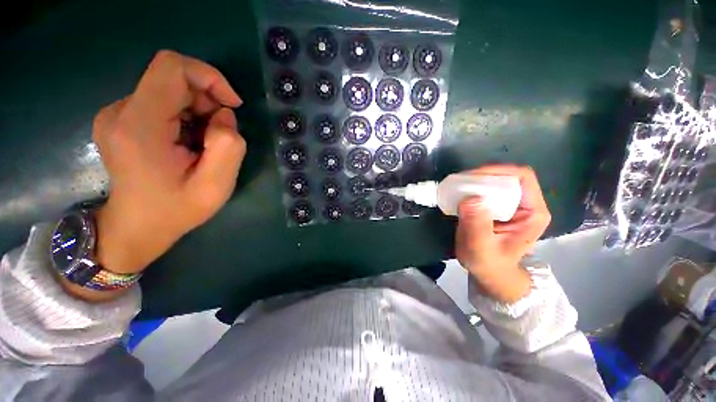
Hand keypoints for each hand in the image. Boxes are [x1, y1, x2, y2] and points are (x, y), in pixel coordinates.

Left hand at [92, 50, 245, 274]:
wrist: (135, 228)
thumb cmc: (175, 211)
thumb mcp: (216, 186)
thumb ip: (228, 146)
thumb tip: (224, 116)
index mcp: (139, 126)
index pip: (172, 68)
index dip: (209, 76)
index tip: (232, 105)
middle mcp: (120, 111)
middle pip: (172, 78)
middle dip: (207, 101)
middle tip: (219, 135)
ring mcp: (116, 114)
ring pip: (169, 89)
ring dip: (198, 111)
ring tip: (203, 144)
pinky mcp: (120, 119)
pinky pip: (161, 101)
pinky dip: (185, 115)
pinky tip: (188, 142)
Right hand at [455, 165, 550, 302]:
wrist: (489, 273)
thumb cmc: (488, 264)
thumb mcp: (480, 248)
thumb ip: (476, 225)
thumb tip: (470, 198)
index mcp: (532, 213)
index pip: (522, 178)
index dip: (497, 171)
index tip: (471, 178)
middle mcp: (526, 204)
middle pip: (507, 177)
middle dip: (482, 176)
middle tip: (459, 184)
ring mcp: (512, 205)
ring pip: (496, 181)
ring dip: (475, 181)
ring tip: (456, 188)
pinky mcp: (498, 207)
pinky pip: (486, 190)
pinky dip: (472, 188)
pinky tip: (458, 194)